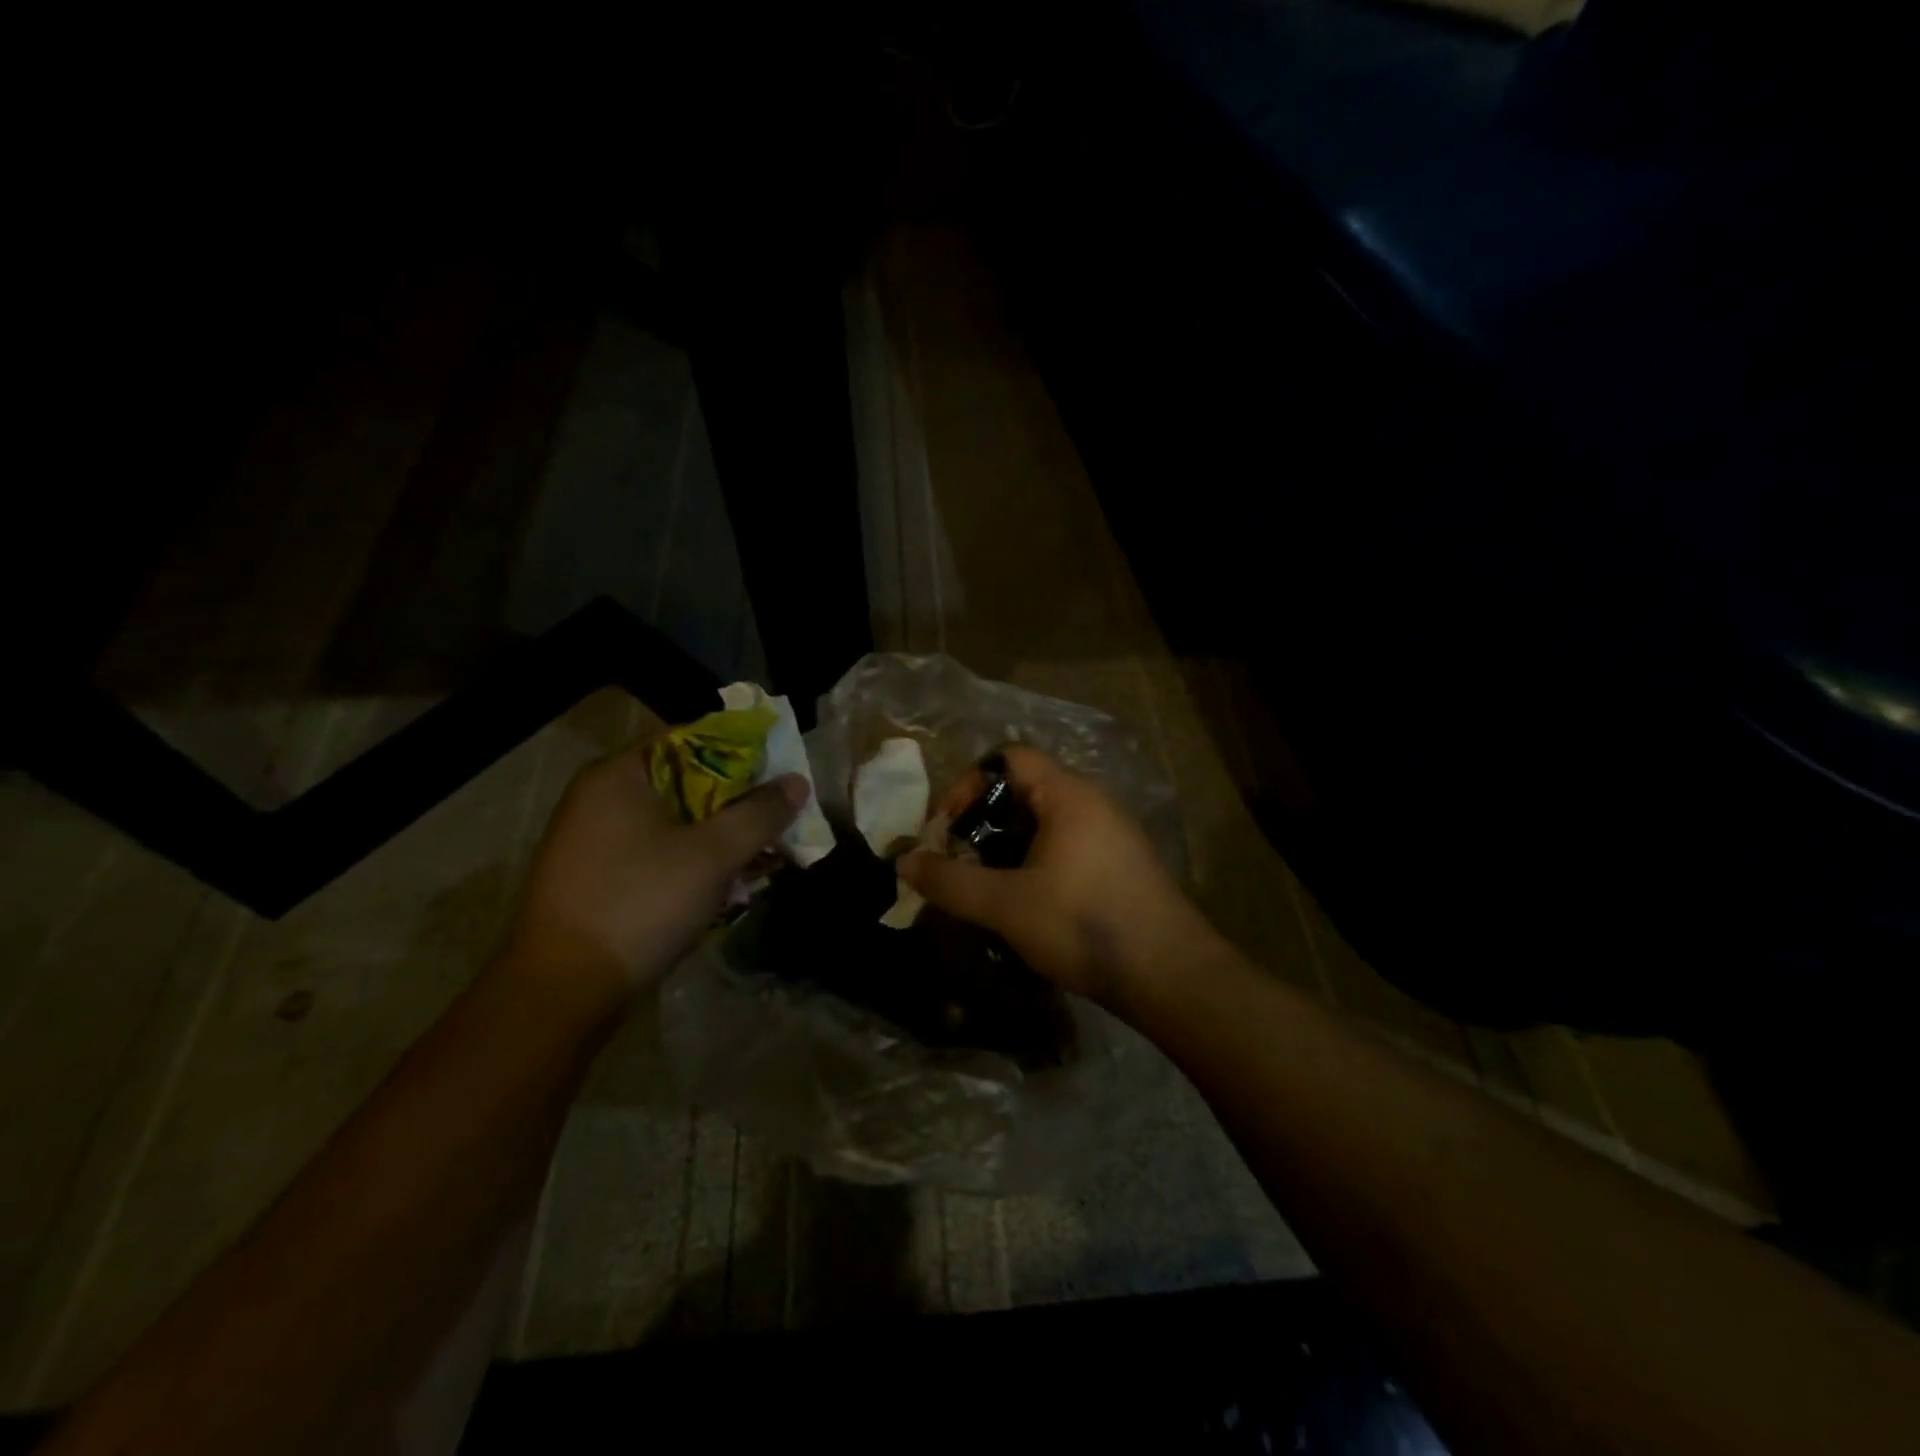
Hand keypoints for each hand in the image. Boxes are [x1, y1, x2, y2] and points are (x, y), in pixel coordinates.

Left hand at [501, 742, 806, 1008]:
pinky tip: (730, 884)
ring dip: (722, 835)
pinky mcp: (601, 877)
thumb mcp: (712, 855)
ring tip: (765, 856)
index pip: (693, 737)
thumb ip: (759, 814)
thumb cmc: (639, 904)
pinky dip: (696, 860)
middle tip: (780, 818)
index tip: (782, 771)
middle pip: (688, 780)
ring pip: (678, 820)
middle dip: (739, 800)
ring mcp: (597, 840)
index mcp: (621, 775)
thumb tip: (797, 782)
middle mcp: (603, 797)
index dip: (744, 750)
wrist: (562, 991)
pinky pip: (661, 851)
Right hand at [899, 745, 1216, 1006]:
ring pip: (1044, 824)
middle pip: (1023, 791)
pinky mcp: (1120, 865)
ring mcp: (1112, 834)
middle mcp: (1093, 803)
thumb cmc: (1083, 924)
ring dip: (1006, 848)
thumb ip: (951, 881)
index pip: (1008, 758)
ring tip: (984, 887)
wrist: (1170, 974)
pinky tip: (1024, 904)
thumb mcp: (1006, 904)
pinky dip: (1034, 863)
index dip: (967, 784)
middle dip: (982, 822)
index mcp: (1068, 795)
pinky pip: (1065, 847)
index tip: (946, 828)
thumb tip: (904, 861)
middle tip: (958, 861)